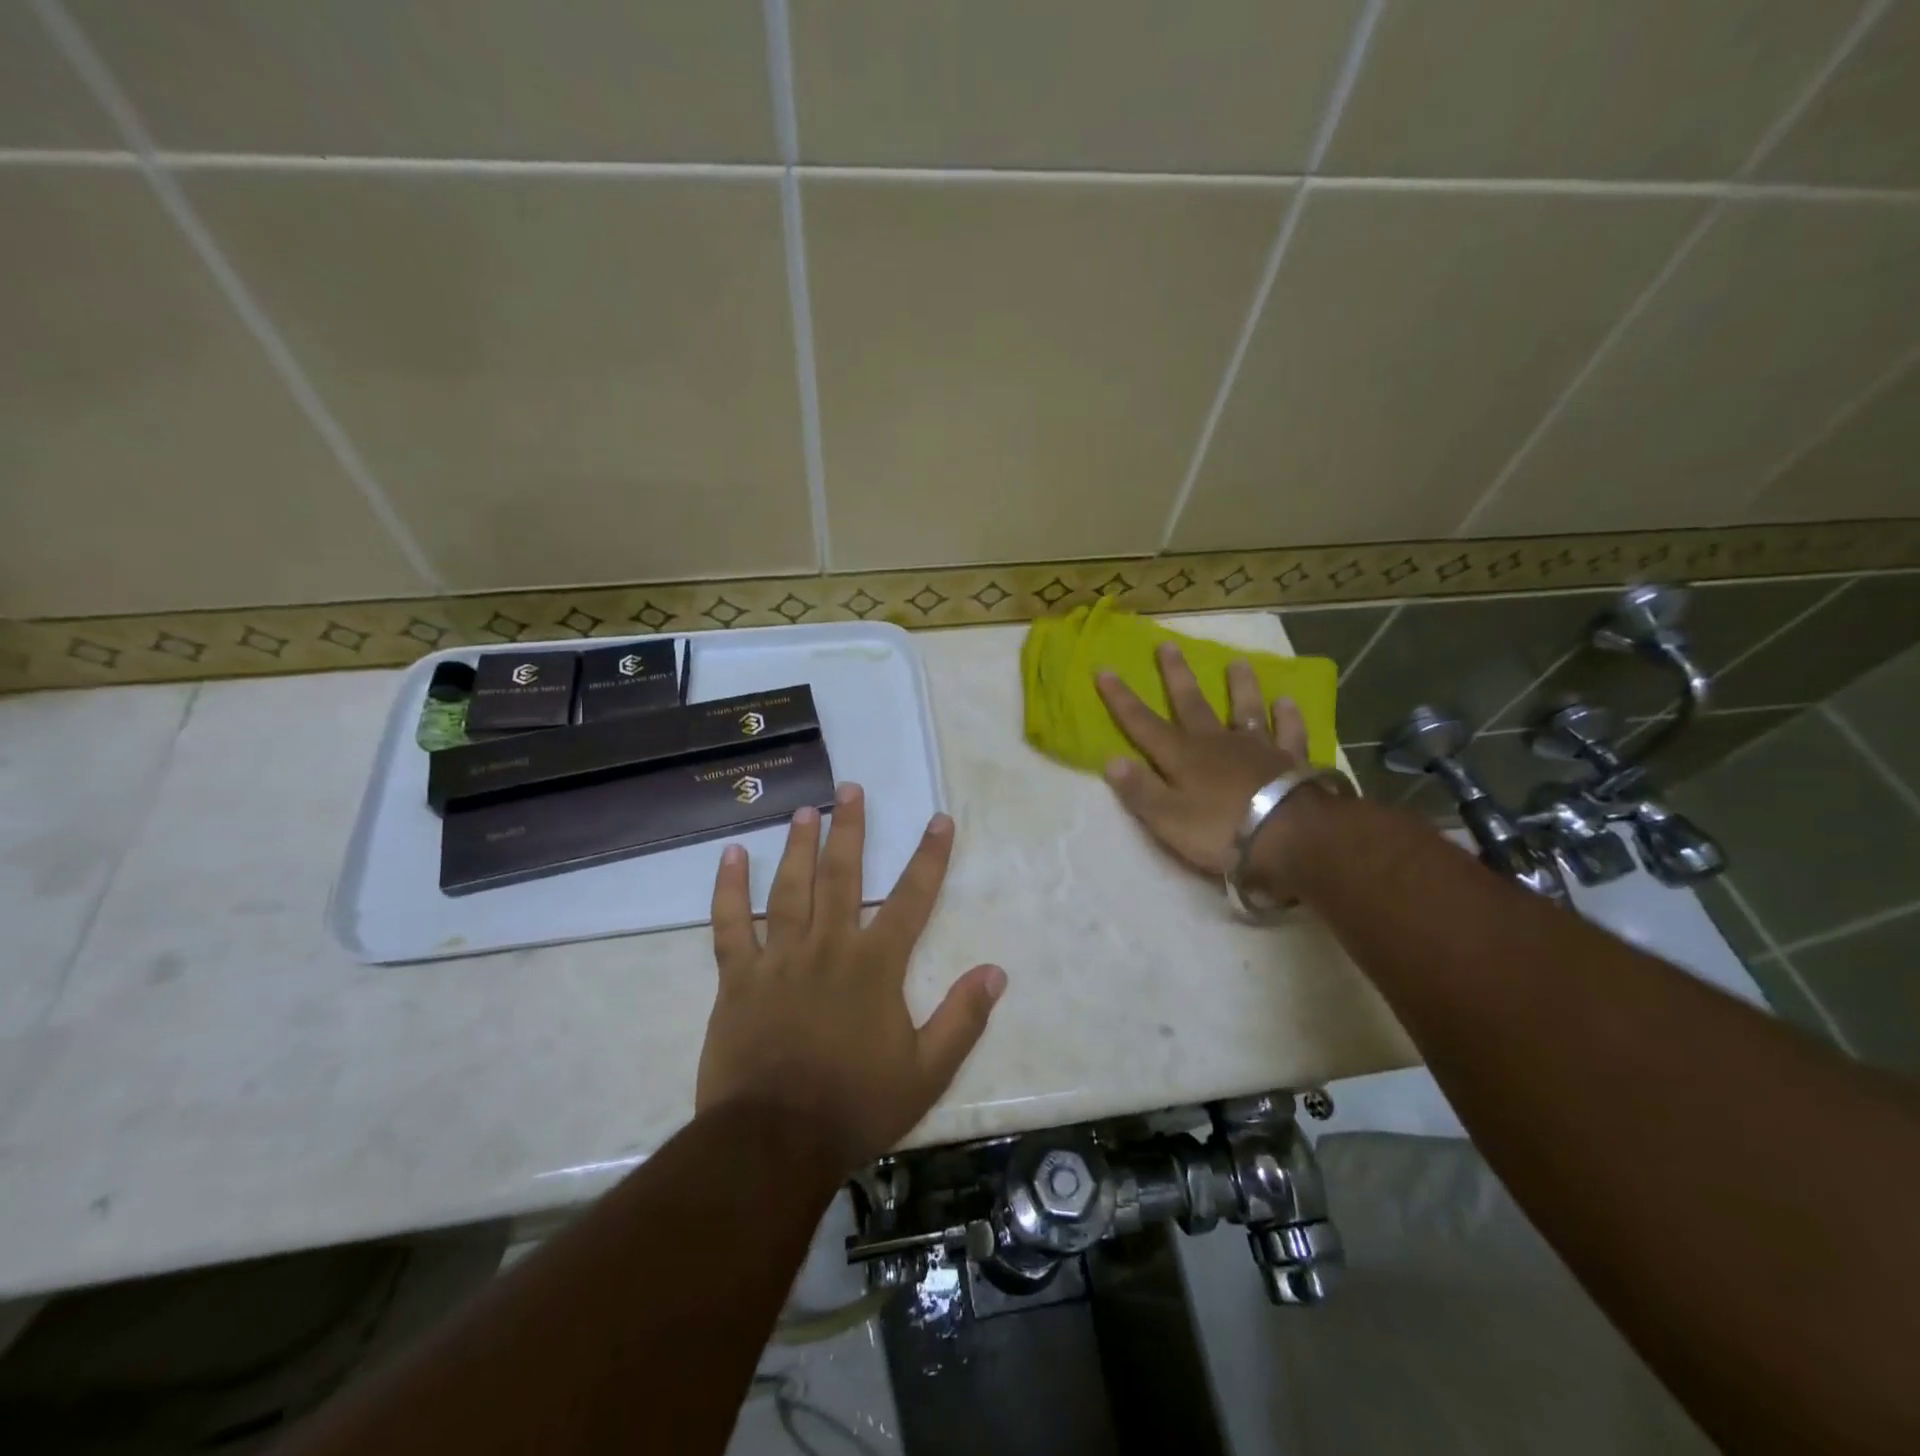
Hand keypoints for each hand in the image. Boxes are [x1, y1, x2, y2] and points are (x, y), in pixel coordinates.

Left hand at [696, 783, 1006, 1169]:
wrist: (774, 1142)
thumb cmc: (856, 1106)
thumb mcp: (926, 1073)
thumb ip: (962, 1019)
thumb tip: (996, 971)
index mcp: (875, 966)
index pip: (912, 899)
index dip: (929, 857)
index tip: (939, 820)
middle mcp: (828, 947)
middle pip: (843, 876)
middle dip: (851, 829)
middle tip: (851, 788)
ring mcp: (778, 958)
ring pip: (790, 888)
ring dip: (799, 845)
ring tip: (806, 809)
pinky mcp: (737, 978)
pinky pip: (730, 924)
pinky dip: (728, 889)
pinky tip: (730, 855)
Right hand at [1097, 644, 1316, 886]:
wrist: (1289, 836)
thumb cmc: (1221, 831)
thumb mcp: (1167, 819)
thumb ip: (1139, 789)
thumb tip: (1110, 759)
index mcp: (1182, 757)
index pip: (1143, 724)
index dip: (1121, 699)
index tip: (1105, 669)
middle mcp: (1216, 743)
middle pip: (1192, 704)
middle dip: (1176, 675)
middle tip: (1167, 644)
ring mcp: (1257, 748)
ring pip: (1245, 709)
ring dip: (1240, 686)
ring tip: (1238, 661)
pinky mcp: (1291, 760)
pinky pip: (1289, 732)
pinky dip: (1288, 717)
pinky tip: (1287, 702)